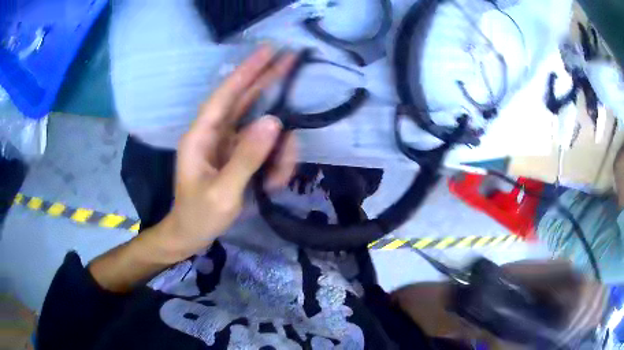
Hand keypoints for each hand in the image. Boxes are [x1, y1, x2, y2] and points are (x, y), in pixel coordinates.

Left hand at [161, 46, 297, 259]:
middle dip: (268, 80)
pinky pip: (265, 149)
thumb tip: (275, 122)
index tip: (269, 50)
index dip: (246, 71)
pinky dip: (276, 164)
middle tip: (292, 60)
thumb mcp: (223, 192)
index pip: (225, 95)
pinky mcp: (239, 156)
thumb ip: (247, 158)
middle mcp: (215, 133)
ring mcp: (229, 144)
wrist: (191, 235)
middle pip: (244, 99)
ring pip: (263, 130)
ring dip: (279, 151)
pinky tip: (273, 184)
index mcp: (201, 136)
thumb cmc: (199, 216)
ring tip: (277, 180)